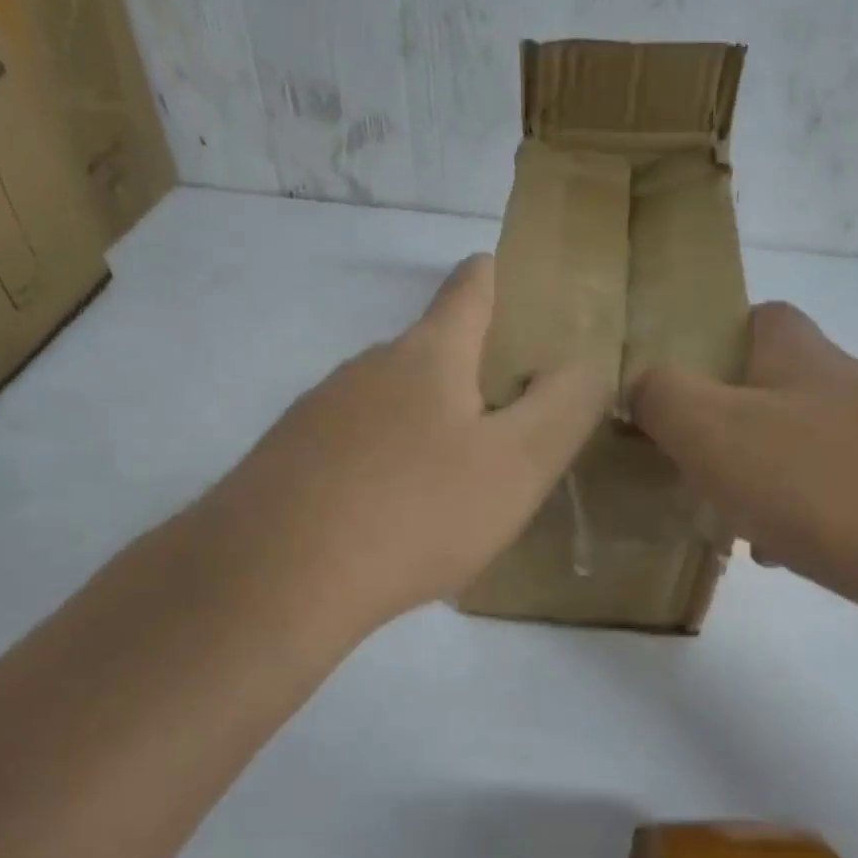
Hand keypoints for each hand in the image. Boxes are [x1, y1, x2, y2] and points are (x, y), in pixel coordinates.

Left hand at [192, 254, 610, 640]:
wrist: (273, 579)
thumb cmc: (414, 512)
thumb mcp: (517, 465)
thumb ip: (565, 407)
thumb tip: (585, 362)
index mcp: (428, 354)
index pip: (471, 287)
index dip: (500, 278)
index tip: (520, 289)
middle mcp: (368, 367)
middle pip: (432, 351)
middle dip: (474, 375)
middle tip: (508, 427)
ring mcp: (318, 411)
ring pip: (390, 404)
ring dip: (426, 427)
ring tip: (451, 485)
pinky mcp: (286, 458)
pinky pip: (353, 447)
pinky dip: (383, 465)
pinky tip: (389, 516)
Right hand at [631, 302, 857, 621]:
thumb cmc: (824, 480)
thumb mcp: (713, 429)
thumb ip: (662, 397)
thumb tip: (638, 385)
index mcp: (801, 358)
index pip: (758, 318)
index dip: (714, 339)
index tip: (676, 384)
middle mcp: (848, 389)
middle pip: (777, 389)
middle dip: (729, 421)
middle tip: (686, 463)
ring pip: (803, 449)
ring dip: (761, 477)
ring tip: (722, 520)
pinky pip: (836, 501)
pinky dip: (801, 522)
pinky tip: (781, 557)